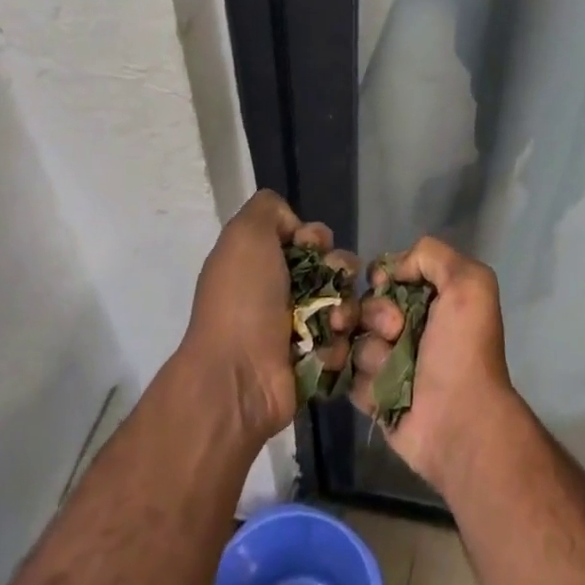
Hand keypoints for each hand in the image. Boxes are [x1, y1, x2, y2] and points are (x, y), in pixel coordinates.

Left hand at [180, 190, 357, 445]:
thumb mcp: (245, 235)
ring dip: (347, 307)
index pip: (309, 239)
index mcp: (262, 262)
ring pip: (346, 303)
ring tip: (336, 321)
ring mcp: (299, 329)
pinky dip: (341, 341)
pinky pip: (346, 341)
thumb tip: (296, 230)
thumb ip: (270, 209)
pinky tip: (328, 347)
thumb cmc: (242, 300)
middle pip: (334, 269)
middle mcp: (280, 293)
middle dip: (341, 270)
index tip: (313, 246)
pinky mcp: (316, 362)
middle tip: (334, 282)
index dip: (317, 238)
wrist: (237, 375)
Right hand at [350, 236, 513, 490]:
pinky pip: (351, 376)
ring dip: (371, 350)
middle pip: (366, 305)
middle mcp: (411, 326)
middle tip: (395, 330)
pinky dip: (363, 380)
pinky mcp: (374, 394)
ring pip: (356, 340)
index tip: (381, 283)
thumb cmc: (463, 348)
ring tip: (388, 364)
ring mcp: (391, 362)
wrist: (459, 419)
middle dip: (374, 313)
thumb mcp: (469, 283)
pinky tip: (376, 387)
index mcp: (434, 298)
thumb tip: (392, 269)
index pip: (388, 274)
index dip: (381, 276)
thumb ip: (432, 256)